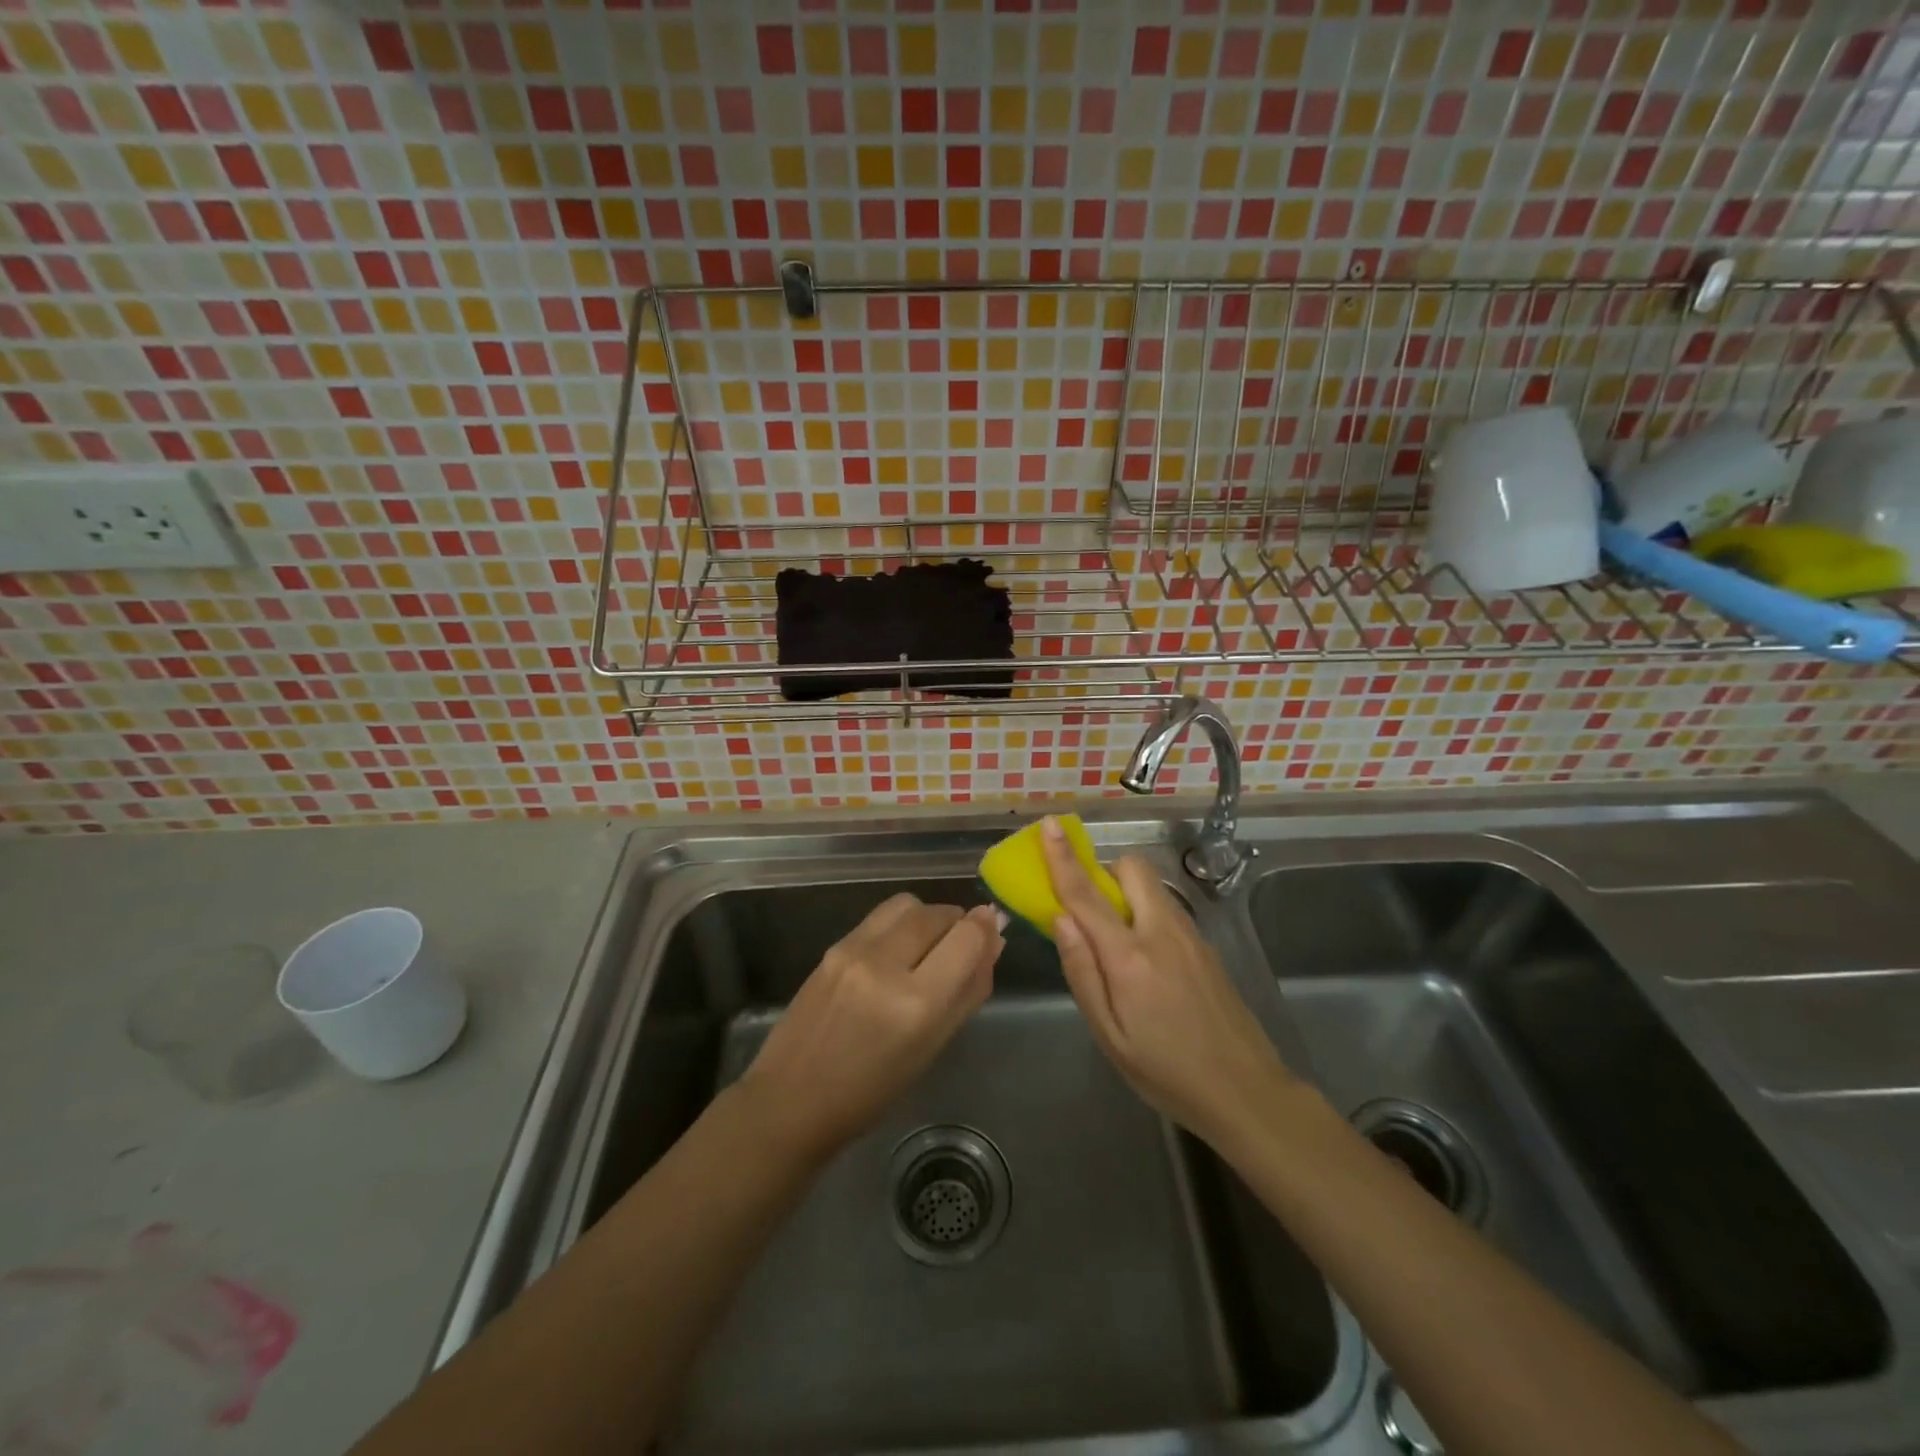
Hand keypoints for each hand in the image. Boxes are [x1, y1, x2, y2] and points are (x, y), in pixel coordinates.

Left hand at [740, 894, 1002, 1158]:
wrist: (791, 1099)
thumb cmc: (872, 1091)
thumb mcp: (933, 1048)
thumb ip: (969, 991)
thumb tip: (994, 941)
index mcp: (916, 1003)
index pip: (967, 937)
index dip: (986, 927)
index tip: (993, 931)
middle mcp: (884, 964)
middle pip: (938, 913)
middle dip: (957, 922)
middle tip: (960, 946)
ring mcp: (853, 950)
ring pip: (908, 904)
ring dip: (928, 917)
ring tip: (926, 947)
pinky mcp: (832, 946)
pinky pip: (880, 917)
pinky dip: (900, 924)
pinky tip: (895, 954)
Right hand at [1041, 817, 1299, 1150]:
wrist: (1246, 1091)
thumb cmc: (1166, 1072)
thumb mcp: (1109, 1035)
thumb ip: (1082, 972)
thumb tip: (1060, 918)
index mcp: (1129, 956)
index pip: (1086, 894)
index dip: (1062, 857)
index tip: (1049, 825)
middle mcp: (1161, 932)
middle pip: (1131, 868)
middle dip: (1104, 871)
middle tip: (1091, 907)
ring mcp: (1190, 935)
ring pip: (1152, 886)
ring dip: (1126, 891)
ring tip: (1117, 938)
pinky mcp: (1207, 946)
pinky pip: (1167, 908)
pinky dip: (1146, 910)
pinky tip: (1148, 960)